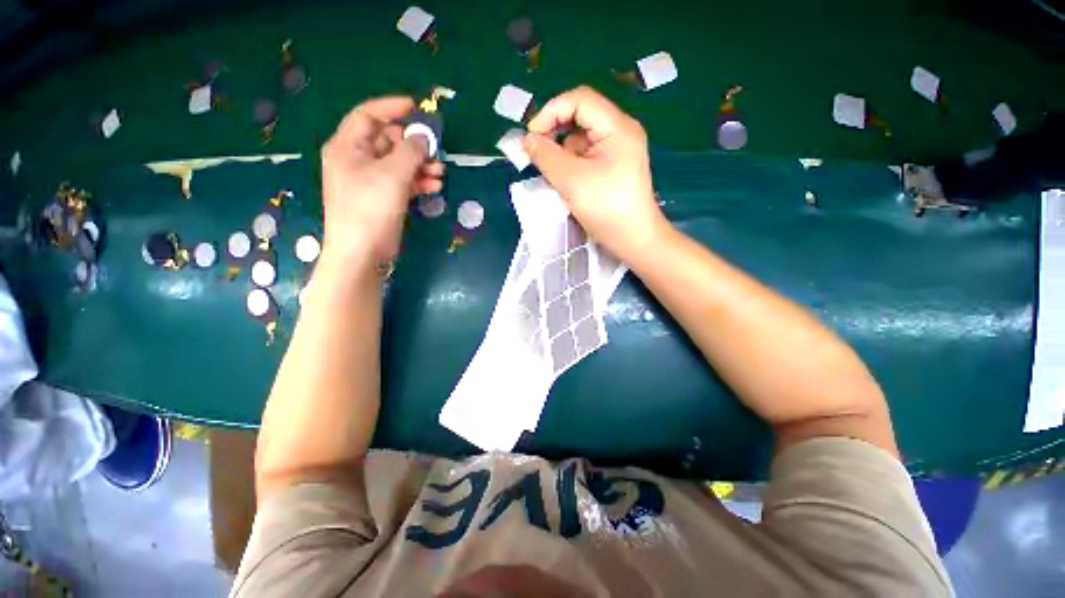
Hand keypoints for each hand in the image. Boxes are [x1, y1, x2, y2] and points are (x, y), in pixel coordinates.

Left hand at [320, 96, 443, 265]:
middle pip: (387, 141)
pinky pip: (401, 182)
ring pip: (398, 163)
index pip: (368, 115)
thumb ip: (410, 151)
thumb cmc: (371, 208)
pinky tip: (434, 186)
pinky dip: (417, 182)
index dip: (391, 108)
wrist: (362, 252)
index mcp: (348, 147)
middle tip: (435, 149)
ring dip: (420, 165)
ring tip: (440, 171)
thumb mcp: (393, 174)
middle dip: (413, 144)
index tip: (417, 107)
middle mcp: (356, 160)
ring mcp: (369, 181)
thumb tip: (422, 138)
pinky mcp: (382, 199)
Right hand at [523, 86, 669, 260]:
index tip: (531, 137)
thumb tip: (527, 140)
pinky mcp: (613, 168)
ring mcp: (618, 151)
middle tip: (537, 155)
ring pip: (581, 140)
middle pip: (580, 118)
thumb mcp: (572, 180)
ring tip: (555, 177)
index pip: (579, 100)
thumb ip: (546, 156)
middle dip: (555, 134)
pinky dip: (571, 166)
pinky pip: (586, 156)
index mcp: (617, 127)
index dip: (551, 112)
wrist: (633, 240)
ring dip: (562, 154)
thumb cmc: (606, 209)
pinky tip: (567, 184)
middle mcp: (620, 132)